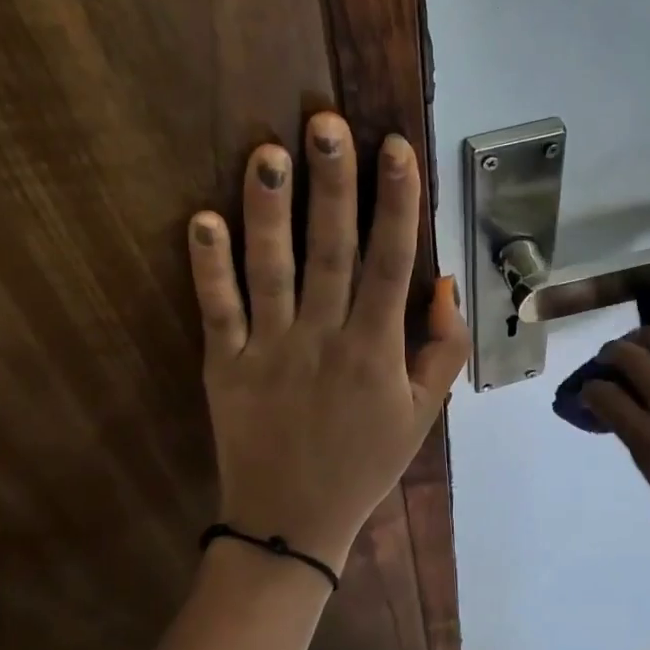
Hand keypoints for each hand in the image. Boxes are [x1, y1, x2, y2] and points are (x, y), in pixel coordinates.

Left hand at [188, 113, 468, 574]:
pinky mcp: (223, 366)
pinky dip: (208, 266)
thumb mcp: (423, 414)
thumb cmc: (364, 463)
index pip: (393, 262)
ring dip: (269, 210)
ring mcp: (268, 350)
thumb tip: (446, 283)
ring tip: (267, 152)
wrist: (291, 527)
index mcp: (376, 349)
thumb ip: (443, 349)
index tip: (396, 148)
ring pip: (271, 270)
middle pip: (332, 250)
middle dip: (333, 184)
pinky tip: (203, 218)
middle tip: (327, 123)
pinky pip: (216, 310)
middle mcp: (323, 339)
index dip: (398, 202)